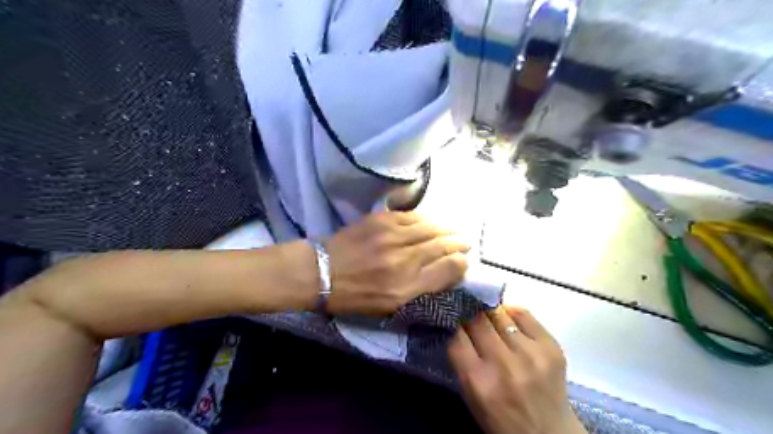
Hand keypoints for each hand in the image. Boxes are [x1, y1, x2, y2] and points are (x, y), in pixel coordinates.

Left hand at [324, 210, 467, 315]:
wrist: (322, 272)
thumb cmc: (355, 296)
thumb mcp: (390, 306)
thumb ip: (420, 290)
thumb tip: (445, 273)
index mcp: (406, 287)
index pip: (447, 270)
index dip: (460, 264)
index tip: (464, 260)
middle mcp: (403, 260)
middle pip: (441, 246)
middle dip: (457, 243)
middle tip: (465, 241)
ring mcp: (391, 237)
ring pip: (429, 228)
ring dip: (445, 228)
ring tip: (453, 230)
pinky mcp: (380, 220)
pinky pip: (411, 216)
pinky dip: (425, 218)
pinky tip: (430, 220)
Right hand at [447, 308, 585, 433]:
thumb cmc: (502, 419)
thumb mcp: (471, 395)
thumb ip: (462, 360)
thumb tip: (458, 324)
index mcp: (478, 381)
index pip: (457, 335)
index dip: (454, 325)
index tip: (455, 321)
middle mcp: (504, 364)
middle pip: (477, 320)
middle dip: (470, 316)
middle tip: (471, 317)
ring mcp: (531, 354)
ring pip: (499, 314)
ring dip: (491, 315)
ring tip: (491, 320)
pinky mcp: (551, 347)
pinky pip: (524, 314)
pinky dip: (512, 313)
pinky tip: (509, 320)